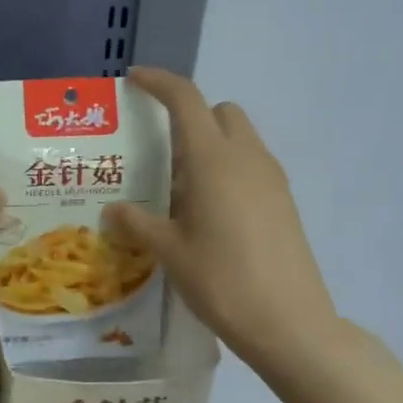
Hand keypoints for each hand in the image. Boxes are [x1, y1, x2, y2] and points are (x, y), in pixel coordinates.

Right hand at [106, 67, 340, 378]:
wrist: (289, 323)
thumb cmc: (221, 280)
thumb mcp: (169, 251)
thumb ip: (137, 223)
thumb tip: (113, 210)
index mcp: (213, 160)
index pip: (186, 99)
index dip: (159, 82)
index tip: (134, 80)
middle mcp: (246, 158)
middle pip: (220, 112)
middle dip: (190, 118)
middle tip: (161, 154)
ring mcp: (271, 179)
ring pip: (238, 139)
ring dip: (209, 146)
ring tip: (180, 190)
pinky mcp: (284, 201)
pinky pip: (251, 165)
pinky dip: (227, 170)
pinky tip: (208, 213)